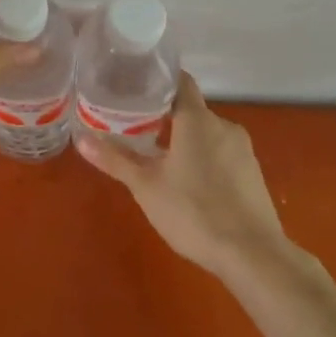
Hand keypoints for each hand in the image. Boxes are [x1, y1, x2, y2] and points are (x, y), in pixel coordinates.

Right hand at [75, 72, 284, 277]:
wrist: (254, 256)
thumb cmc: (194, 212)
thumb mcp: (146, 187)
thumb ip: (115, 160)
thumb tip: (80, 139)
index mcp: (197, 119)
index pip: (180, 81)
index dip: (158, 79)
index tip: (135, 84)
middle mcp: (223, 126)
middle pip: (191, 109)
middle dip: (165, 115)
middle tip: (135, 125)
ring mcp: (243, 150)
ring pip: (207, 133)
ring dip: (185, 139)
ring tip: (158, 155)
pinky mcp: (253, 174)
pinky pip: (222, 153)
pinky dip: (204, 158)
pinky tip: (189, 181)